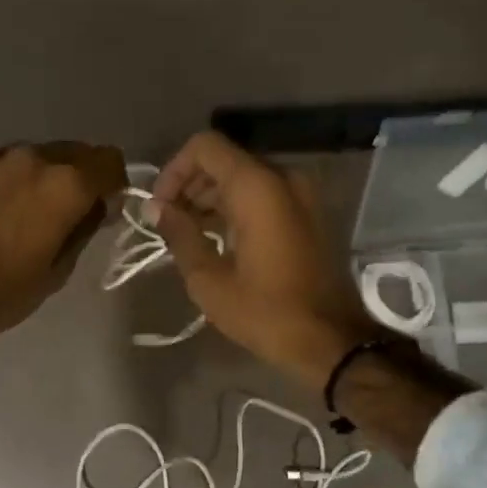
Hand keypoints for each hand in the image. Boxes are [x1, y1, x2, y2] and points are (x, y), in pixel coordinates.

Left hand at [0, 141, 126, 349]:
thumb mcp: (54, 274)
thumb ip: (82, 231)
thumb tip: (96, 207)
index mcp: (63, 185)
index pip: (109, 161)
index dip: (116, 183)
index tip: (107, 207)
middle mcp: (32, 158)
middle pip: (74, 152)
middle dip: (81, 177)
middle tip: (71, 212)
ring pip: (37, 157)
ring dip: (44, 178)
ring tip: (29, 213)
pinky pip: (4, 166)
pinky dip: (11, 181)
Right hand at [149, 132, 380, 388]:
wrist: (331, 341)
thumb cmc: (266, 312)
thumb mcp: (210, 280)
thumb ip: (180, 235)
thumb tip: (156, 209)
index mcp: (257, 187)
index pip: (205, 147)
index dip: (174, 170)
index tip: (161, 206)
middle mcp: (282, 179)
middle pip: (225, 161)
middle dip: (190, 185)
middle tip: (169, 223)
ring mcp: (301, 195)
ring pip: (244, 177)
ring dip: (212, 197)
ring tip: (189, 234)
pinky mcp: (308, 214)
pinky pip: (264, 195)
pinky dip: (236, 207)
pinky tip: (218, 239)